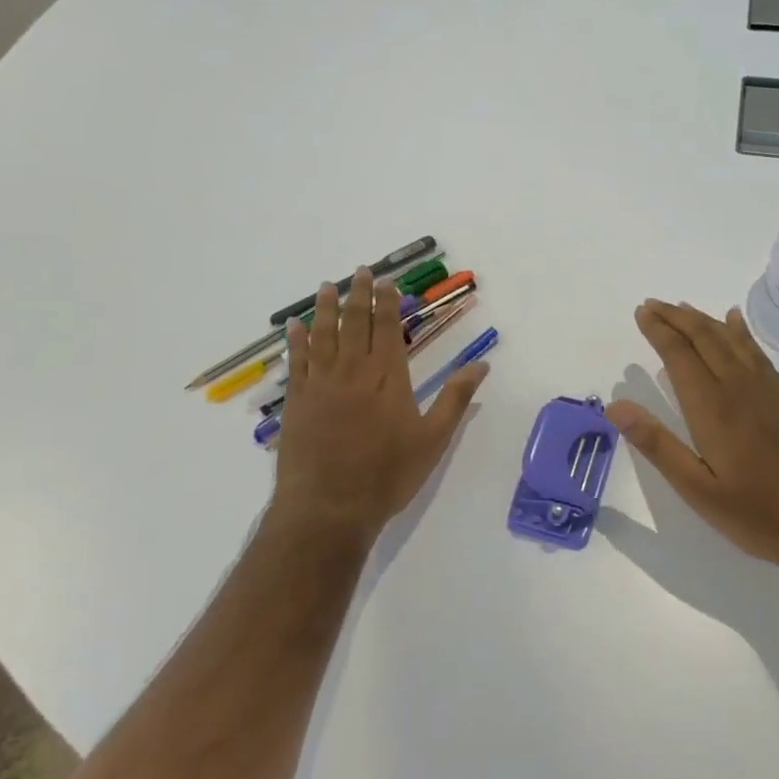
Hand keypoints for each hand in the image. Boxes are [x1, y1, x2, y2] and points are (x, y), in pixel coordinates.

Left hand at [270, 267, 489, 543]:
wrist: (329, 507)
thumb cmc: (387, 476)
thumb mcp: (433, 440)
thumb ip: (455, 399)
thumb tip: (482, 365)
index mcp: (389, 379)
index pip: (388, 330)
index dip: (388, 304)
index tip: (386, 283)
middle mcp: (354, 372)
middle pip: (356, 324)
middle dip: (359, 295)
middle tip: (360, 271)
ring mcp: (321, 384)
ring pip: (324, 335)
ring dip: (327, 308)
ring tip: (328, 286)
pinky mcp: (298, 401)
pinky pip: (297, 361)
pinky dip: (297, 341)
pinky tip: (295, 326)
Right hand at [606, 300, 778, 581]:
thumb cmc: (759, 516)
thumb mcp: (698, 491)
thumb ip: (657, 445)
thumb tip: (616, 406)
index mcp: (713, 409)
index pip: (680, 356)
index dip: (659, 331)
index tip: (641, 312)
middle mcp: (740, 389)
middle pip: (705, 339)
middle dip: (676, 318)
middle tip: (652, 304)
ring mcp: (768, 391)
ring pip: (731, 341)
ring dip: (703, 320)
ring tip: (682, 307)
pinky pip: (757, 352)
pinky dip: (741, 332)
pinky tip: (735, 323)